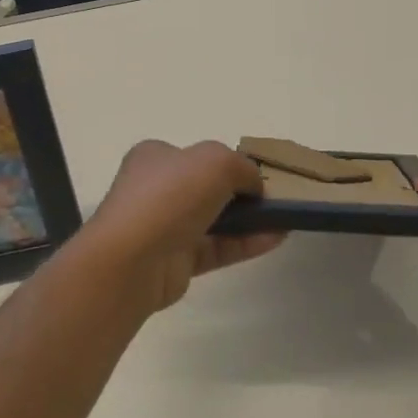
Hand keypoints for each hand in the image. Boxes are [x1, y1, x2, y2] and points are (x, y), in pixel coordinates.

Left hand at [80, 140, 285, 313]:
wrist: (132, 259)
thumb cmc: (169, 196)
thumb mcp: (215, 161)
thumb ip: (242, 167)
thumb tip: (254, 185)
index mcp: (155, 158)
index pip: (195, 156)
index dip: (227, 162)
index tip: (255, 174)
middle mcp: (156, 190)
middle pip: (206, 188)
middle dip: (240, 192)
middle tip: (273, 197)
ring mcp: (164, 227)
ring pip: (214, 220)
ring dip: (249, 219)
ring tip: (285, 218)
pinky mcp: (176, 261)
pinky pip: (217, 248)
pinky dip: (245, 243)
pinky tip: (276, 238)